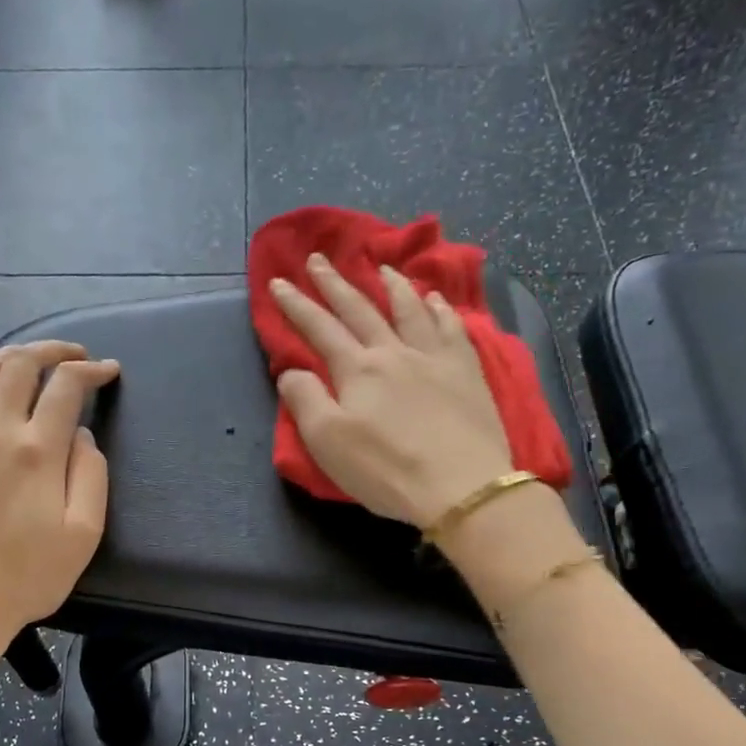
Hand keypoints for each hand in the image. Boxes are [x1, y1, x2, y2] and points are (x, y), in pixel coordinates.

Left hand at [0, 341, 120, 674]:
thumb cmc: (29, 576)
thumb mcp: (83, 533)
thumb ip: (90, 476)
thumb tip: (82, 436)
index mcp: (37, 452)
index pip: (65, 387)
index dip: (91, 371)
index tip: (109, 372)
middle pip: (19, 364)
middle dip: (52, 349)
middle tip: (75, 355)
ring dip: (9, 355)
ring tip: (31, 359)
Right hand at [272, 254, 514, 528]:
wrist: (461, 486)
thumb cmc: (386, 469)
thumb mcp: (327, 442)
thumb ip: (305, 401)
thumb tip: (292, 372)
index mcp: (357, 369)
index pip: (319, 328)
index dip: (296, 305)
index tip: (278, 282)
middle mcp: (394, 352)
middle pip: (360, 309)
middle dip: (335, 283)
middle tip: (319, 259)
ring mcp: (434, 358)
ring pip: (410, 309)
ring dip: (391, 285)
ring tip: (381, 267)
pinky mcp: (466, 372)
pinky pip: (452, 327)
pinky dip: (439, 309)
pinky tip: (436, 301)